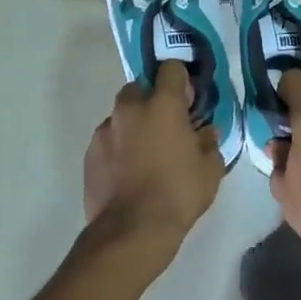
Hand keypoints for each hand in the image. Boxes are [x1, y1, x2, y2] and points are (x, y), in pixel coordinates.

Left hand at [81, 61, 224, 267]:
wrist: (131, 230)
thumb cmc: (178, 193)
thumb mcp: (210, 168)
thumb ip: (209, 141)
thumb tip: (205, 132)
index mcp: (162, 104)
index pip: (171, 68)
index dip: (181, 81)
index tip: (187, 102)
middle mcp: (129, 108)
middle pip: (140, 88)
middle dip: (152, 101)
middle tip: (166, 129)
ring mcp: (105, 129)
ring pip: (122, 116)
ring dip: (134, 126)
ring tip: (145, 155)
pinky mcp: (89, 153)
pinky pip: (108, 140)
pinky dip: (118, 148)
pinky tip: (128, 173)